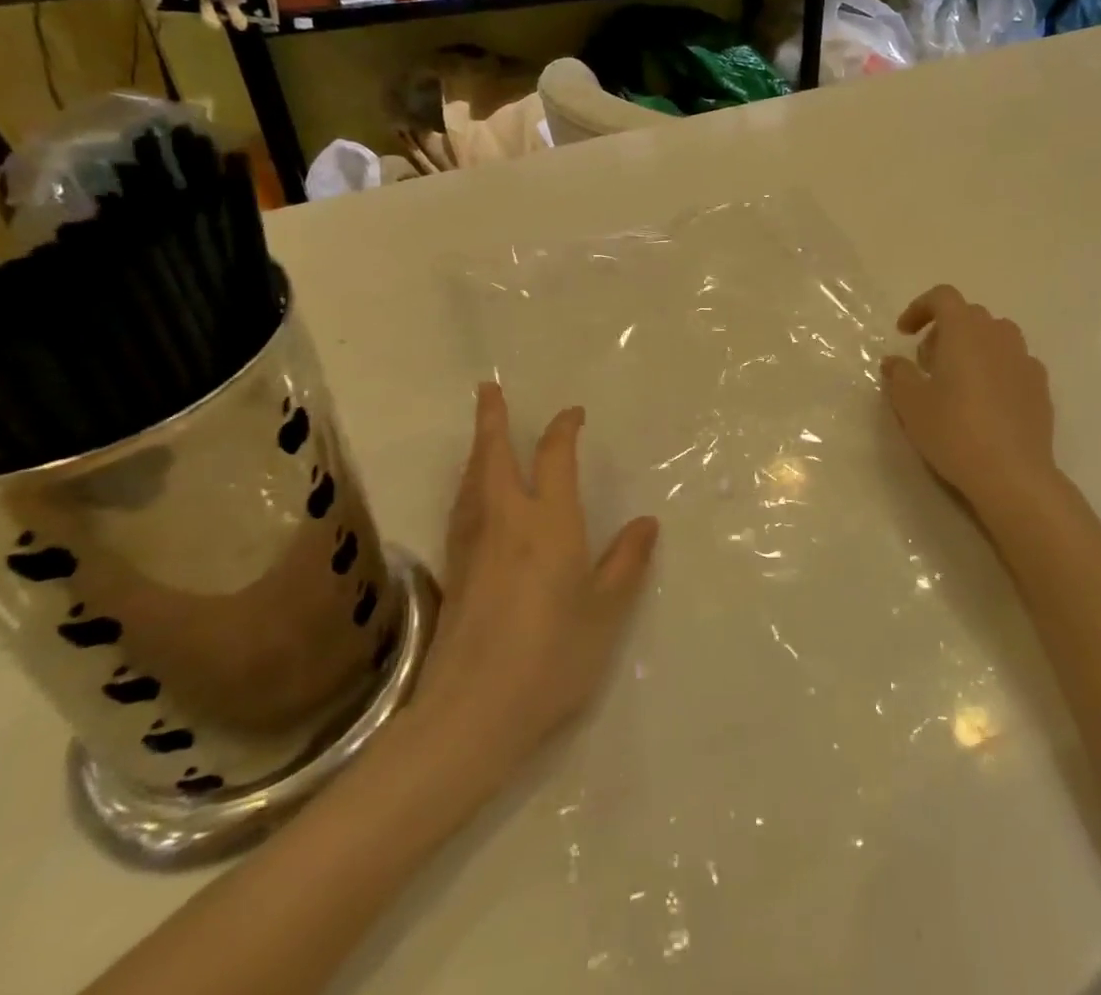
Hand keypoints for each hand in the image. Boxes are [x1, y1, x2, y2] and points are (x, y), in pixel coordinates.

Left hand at [408, 384, 657, 775]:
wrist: (472, 713)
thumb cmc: (552, 656)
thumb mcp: (606, 611)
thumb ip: (626, 562)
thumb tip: (646, 522)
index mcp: (550, 522)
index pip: (554, 458)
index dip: (563, 429)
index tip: (573, 414)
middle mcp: (507, 521)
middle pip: (494, 456)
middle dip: (493, 418)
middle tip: (489, 389)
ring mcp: (474, 545)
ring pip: (472, 480)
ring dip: (477, 448)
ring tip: (481, 433)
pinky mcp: (454, 572)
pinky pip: (462, 508)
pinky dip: (468, 484)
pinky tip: (471, 495)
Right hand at [881, 285, 1059, 515]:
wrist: (1012, 474)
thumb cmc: (954, 430)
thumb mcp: (910, 403)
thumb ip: (898, 374)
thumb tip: (894, 361)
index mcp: (964, 330)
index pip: (942, 297)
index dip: (919, 308)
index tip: (904, 333)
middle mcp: (998, 335)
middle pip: (969, 316)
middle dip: (944, 331)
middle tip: (926, 363)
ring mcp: (1024, 359)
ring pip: (995, 337)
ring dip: (972, 347)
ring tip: (957, 380)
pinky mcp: (1040, 386)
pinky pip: (1013, 363)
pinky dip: (995, 369)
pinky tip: (986, 401)